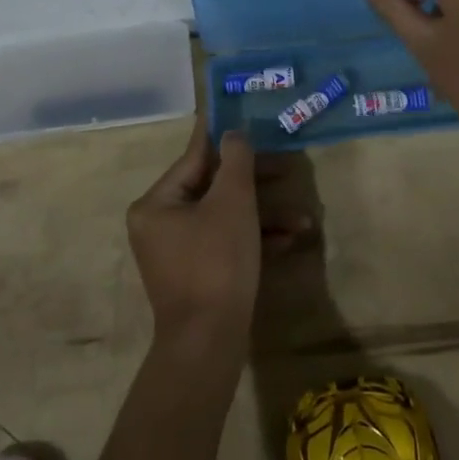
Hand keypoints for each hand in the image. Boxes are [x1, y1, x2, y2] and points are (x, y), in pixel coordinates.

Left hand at [128, 119, 286, 359]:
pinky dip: (254, 239)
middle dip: (255, 182)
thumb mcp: (232, 203)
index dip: (223, 136)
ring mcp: (177, 252)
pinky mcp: (196, 275)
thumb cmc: (216, 262)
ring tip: (302, 218)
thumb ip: (236, 160)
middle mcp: (160, 223)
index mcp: (156, 203)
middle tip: (287, 167)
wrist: (208, 345)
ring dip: (263, 215)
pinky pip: (225, 243)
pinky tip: (290, 241)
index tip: (242, 114)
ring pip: (224, 217)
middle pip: (213, 187)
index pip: (194, 157)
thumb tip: (234, 132)